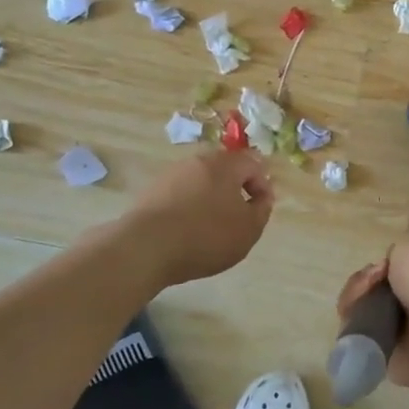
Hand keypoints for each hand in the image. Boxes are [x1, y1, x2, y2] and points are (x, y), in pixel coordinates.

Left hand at [125, 148, 274, 286]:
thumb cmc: (206, 235)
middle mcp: (198, 161)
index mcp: (225, 164)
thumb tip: (261, 197)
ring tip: (210, 228)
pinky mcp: (151, 191)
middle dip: (235, 191)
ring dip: (211, 199)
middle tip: (237, 219)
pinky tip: (186, 231)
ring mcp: (172, 174)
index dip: (263, 186)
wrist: (145, 248)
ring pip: (201, 182)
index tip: (260, 210)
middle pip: (225, 170)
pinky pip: (180, 195)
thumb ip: (262, 209)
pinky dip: (188, 208)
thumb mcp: (248, 229)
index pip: (254, 164)